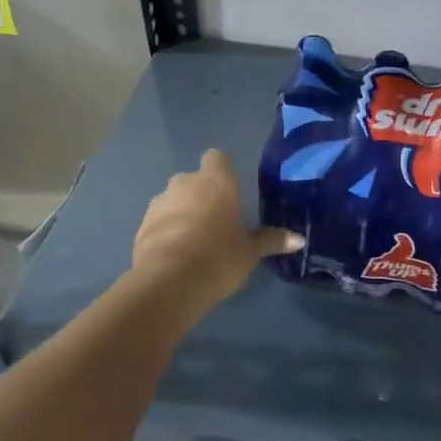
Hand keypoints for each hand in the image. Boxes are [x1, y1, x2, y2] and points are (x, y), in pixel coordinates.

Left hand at [131, 150, 300, 310]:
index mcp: (217, 181)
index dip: (222, 171)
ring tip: (193, 243)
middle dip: (202, 196)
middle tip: (216, 223)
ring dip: (182, 213)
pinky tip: (174, 256)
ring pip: (174, 200)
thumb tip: (299, 239)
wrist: (170, 282)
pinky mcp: (142, 224)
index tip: (230, 192)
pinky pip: (158, 221)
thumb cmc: (219, 257)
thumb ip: (272, 240)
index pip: (217, 158)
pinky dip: (165, 231)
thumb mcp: (250, 251)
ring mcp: (160, 201)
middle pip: (195, 180)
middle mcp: (186, 182)